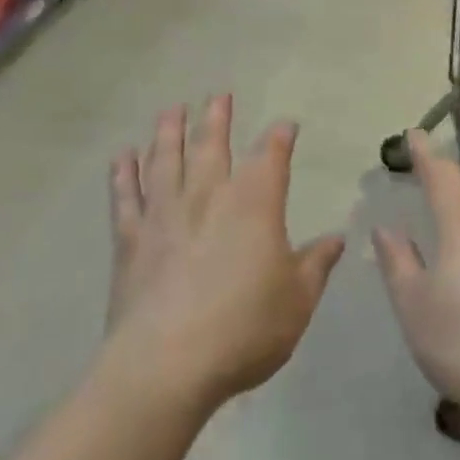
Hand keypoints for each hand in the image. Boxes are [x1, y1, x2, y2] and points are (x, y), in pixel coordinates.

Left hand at [105, 98, 344, 414]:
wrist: (166, 364)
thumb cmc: (244, 329)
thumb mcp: (297, 300)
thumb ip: (316, 264)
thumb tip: (337, 238)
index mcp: (254, 204)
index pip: (272, 157)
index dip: (280, 137)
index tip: (286, 125)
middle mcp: (208, 196)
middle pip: (212, 145)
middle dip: (218, 118)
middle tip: (219, 95)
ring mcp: (165, 214)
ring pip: (166, 160)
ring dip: (169, 131)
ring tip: (171, 109)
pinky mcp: (131, 239)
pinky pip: (125, 196)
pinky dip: (123, 173)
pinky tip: (122, 155)